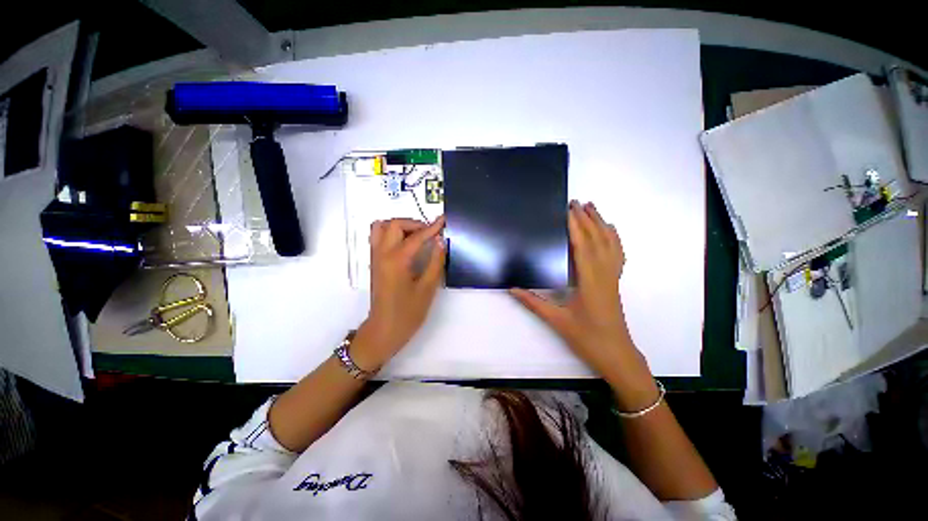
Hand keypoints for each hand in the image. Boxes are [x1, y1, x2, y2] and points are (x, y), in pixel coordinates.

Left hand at [352, 217, 445, 370]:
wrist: (384, 330)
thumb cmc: (408, 312)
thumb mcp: (427, 288)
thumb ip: (435, 262)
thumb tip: (440, 241)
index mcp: (397, 260)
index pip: (416, 236)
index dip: (432, 227)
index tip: (443, 221)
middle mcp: (382, 254)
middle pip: (394, 224)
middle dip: (414, 223)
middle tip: (429, 232)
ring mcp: (375, 257)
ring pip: (381, 227)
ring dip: (399, 226)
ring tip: (416, 235)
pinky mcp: (374, 262)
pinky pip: (378, 237)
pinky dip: (391, 233)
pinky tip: (405, 244)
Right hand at [511, 202, 651, 383]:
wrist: (616, 354)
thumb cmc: (587, 338)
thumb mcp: (557, 321)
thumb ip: (533, 302)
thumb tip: (511, 289)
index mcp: (589, 281)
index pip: (582, 246)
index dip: (575, 226)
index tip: (566, 210)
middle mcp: (604, 274)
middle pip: (597, 240)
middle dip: (587, 219)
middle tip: (575, 202)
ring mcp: (612, 277)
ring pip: (610, 244)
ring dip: (601, 224)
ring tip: (592, 207)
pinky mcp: (615, 282)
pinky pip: (617, 254)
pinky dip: (614, 238)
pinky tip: (610, 230)